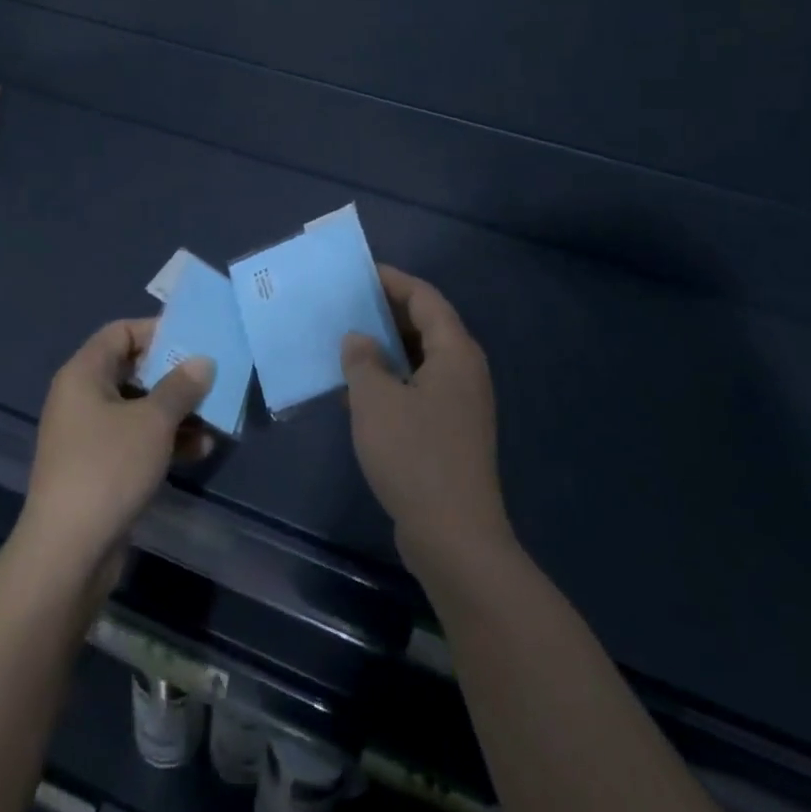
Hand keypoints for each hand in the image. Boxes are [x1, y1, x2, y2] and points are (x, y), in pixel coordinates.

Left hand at [18, 319, 215, 577]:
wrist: (68, 552)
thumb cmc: (109, 468)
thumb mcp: (153, 422)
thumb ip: (181, 386)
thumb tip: (202, 361)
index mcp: (84, 374)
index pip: (120, 332)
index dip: (157, 330)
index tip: (195, 339)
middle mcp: (82, 398)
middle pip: (133, 370)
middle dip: (174, 374)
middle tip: (212, 376)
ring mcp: (89, 435)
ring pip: (139, 408)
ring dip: (176, 411)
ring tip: (216, 416)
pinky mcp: (99, 468)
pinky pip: (136, 440)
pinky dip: (165, 440)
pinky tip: (201, 449)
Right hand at [341, 267, 513, 576]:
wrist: (454, 537)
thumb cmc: (414, 456)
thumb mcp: (375, 401)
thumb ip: (363, 361)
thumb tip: (359, 339)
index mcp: (455, 352)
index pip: (425, 298)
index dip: (392, 281)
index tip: (358, 274)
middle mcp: (464, 371)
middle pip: (426, 326)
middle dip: (386, 313)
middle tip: (346, 306)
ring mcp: (460, 405)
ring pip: (421, 360)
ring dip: (386, 349)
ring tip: (346, 342)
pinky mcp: (450, 433)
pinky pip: (419, 389)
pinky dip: (391, 381)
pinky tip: (358, 391)